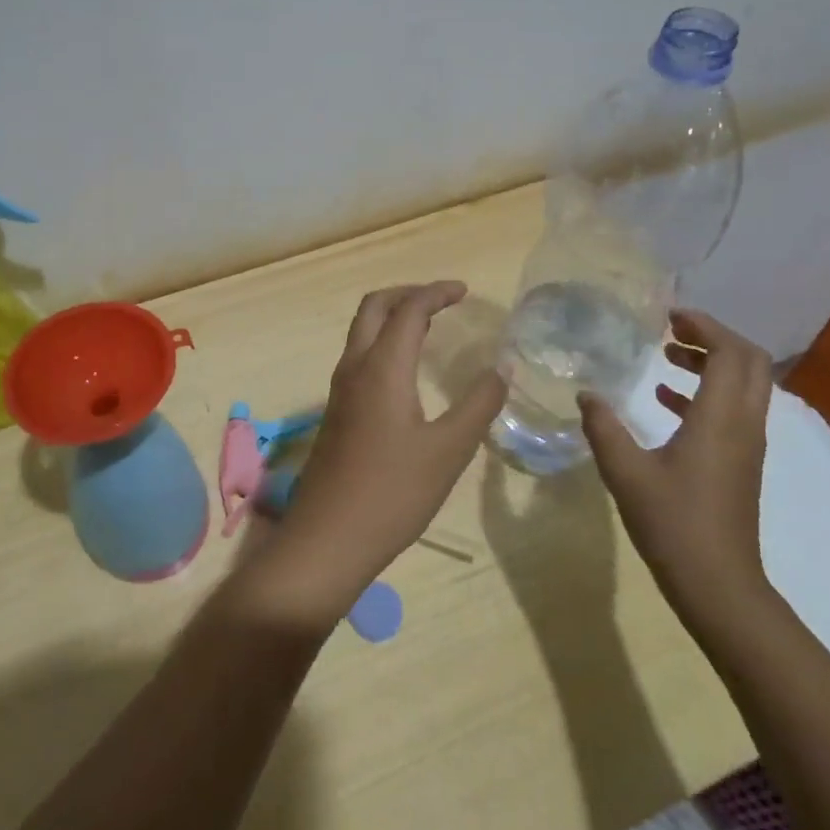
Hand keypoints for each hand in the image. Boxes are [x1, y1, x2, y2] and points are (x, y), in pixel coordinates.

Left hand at [247, 282, 506, 629]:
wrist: (328, 538)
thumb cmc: (393, 493)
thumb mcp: (448, 451)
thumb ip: (478, 405)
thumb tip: (501, 369)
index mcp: (382, 368)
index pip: (408, 309)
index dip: (436, 292)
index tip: (464, 291)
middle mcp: (354, 368)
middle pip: (373, 307)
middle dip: (407, 293)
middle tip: (442, 300)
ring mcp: (339, 390)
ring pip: (361, 331)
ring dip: (391, 316)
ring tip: (429, 326)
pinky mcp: (336, 411)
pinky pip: (358, 356)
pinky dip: (383, 342)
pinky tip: (406, 369)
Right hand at [578, 308, 772, 633]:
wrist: (718, 584)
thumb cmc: (672, 522)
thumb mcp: (625, 471)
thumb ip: (603, 426)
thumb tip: (586, 393)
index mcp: (720, 418)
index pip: (730, 352)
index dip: (704, 325)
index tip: (668, 315)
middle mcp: (743, 424)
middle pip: (749, 362)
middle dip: (713, 338)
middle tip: (671, 330)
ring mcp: (747, 445)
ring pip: (744, 385)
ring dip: (711, 363)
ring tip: (665, 357)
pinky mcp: (741, 462)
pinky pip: (734, 409)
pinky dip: (706, 392)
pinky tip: (665, 401)